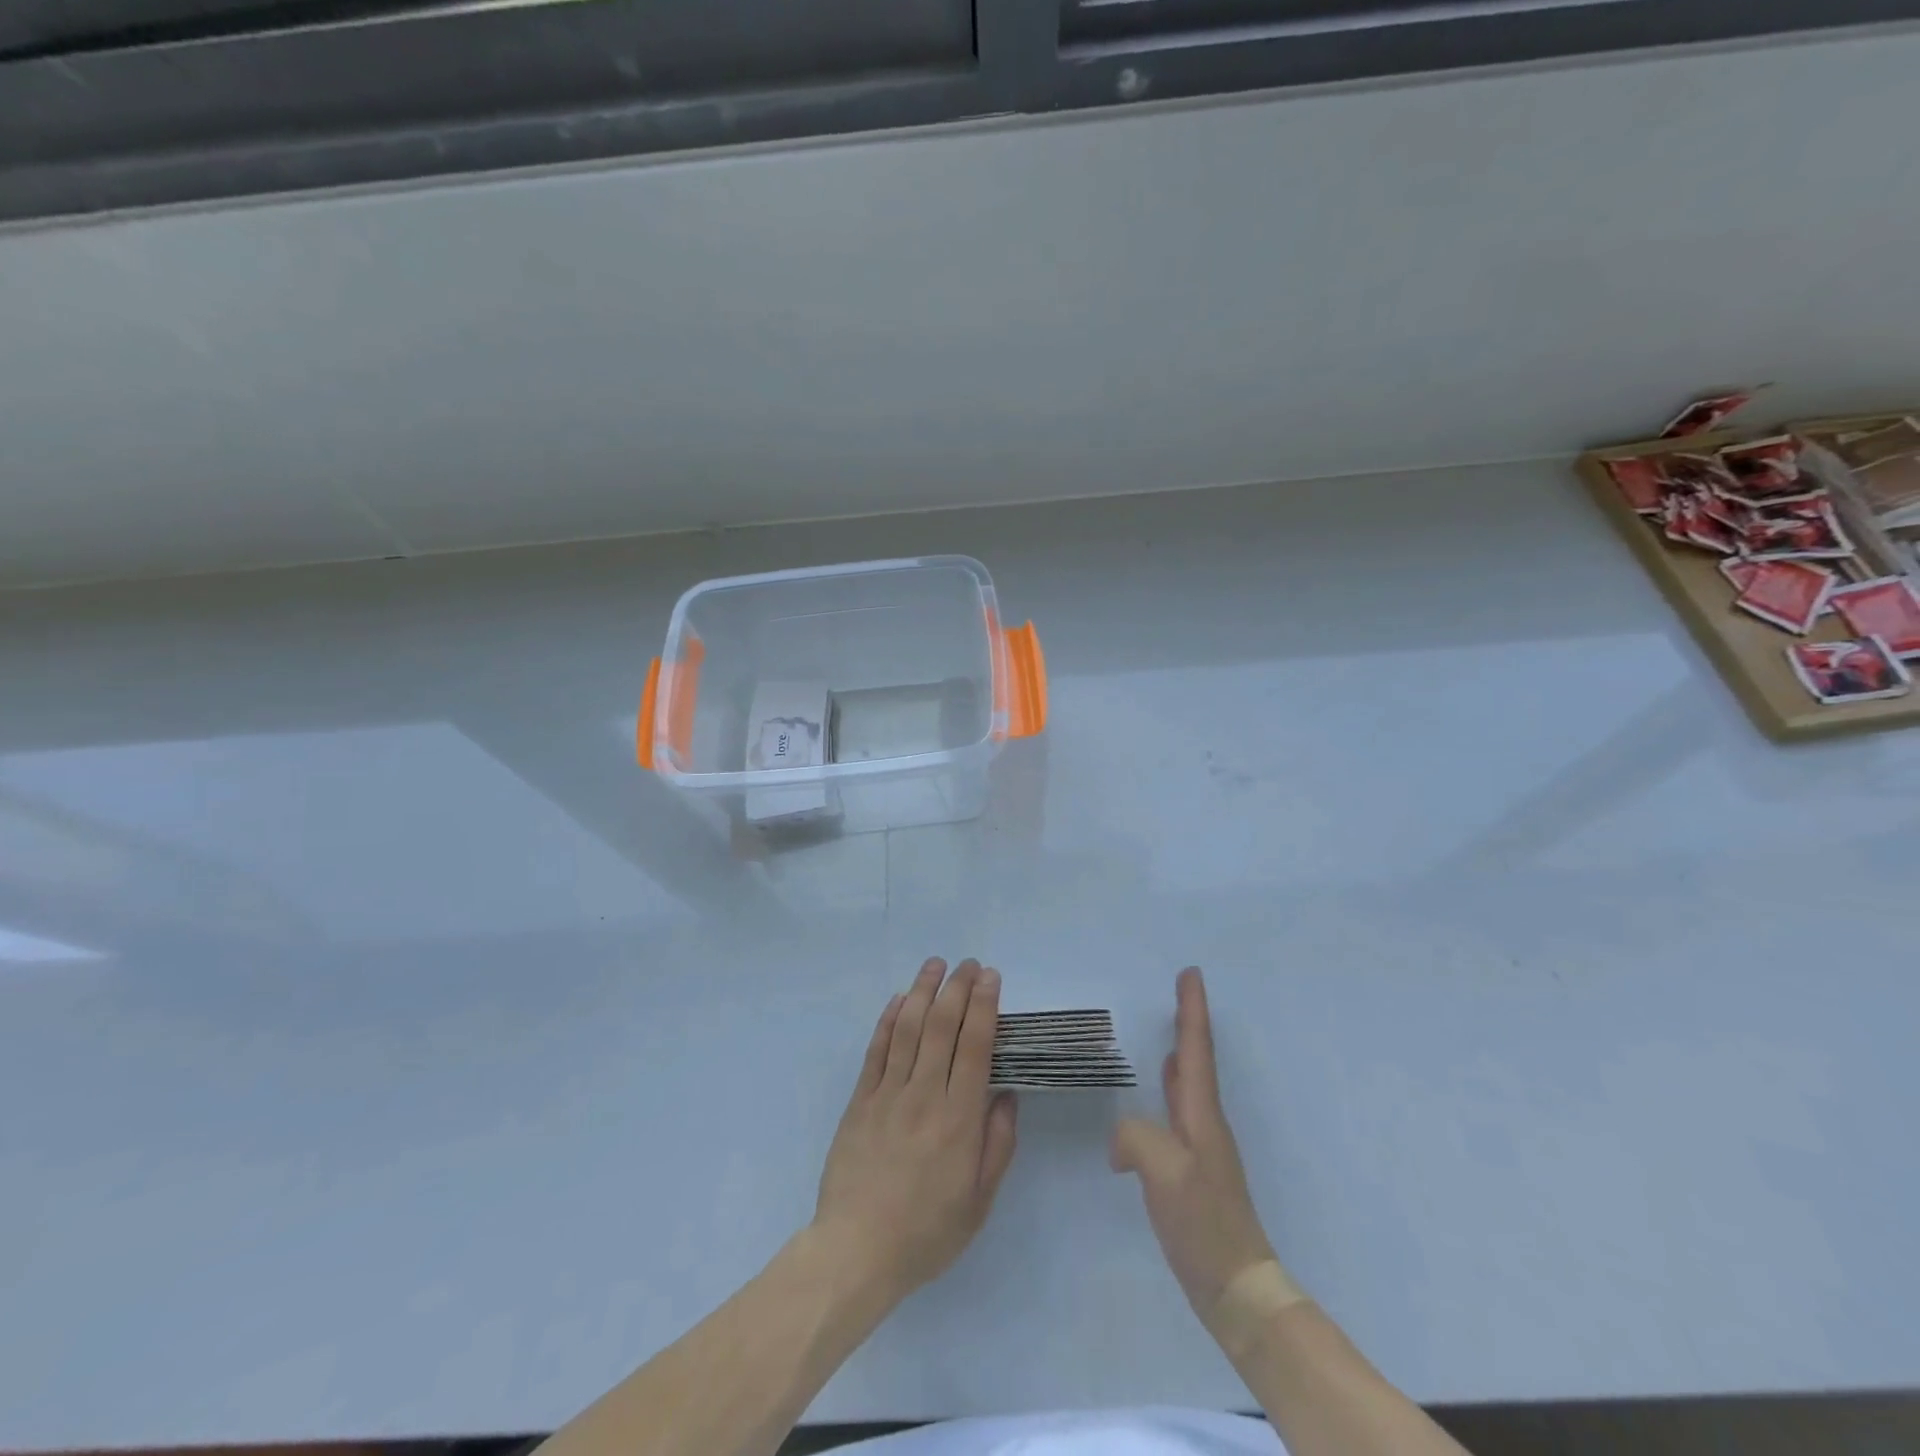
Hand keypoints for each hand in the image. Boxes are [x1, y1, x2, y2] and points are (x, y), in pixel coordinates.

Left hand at [812, 958, 1018, 1309]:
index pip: (974, 1046)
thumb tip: (1006, 1094)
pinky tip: (899, 1000)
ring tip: (935, 965)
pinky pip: (876, 1051)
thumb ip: (997, 1144)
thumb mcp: (979, 1201)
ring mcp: (888, 1094)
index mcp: (958, 1119)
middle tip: (968, 964)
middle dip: (957, 988)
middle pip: (942, 1027)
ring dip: (923, 992)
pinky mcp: (860, 1100)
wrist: (856, 1251)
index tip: (990, 977)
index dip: (984, 1006)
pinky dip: (888, 1020)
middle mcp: (924, 1095)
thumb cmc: (926, 1232)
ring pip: (908, 1029)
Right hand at [1112, 967, 1277, 1317]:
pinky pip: (1176, 1113)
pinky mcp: (1191, 1170)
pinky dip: (1167, 1092)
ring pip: (1188, 1086)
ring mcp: (1201, 1146)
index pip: (1196, 1049)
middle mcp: (1205, 1122)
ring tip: (1166, 1035)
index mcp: (1201, 1114)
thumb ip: (1135, 1136)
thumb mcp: (1162, 1171)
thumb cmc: (1203, 1222)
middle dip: (1189, 1024)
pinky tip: (1154, 1097)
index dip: (1192, 1009)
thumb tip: (1122, 1141)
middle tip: (1178, 993)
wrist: (1235, 1287)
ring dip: (1180, 1055)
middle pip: (1197, 1060)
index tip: (1191, 973)